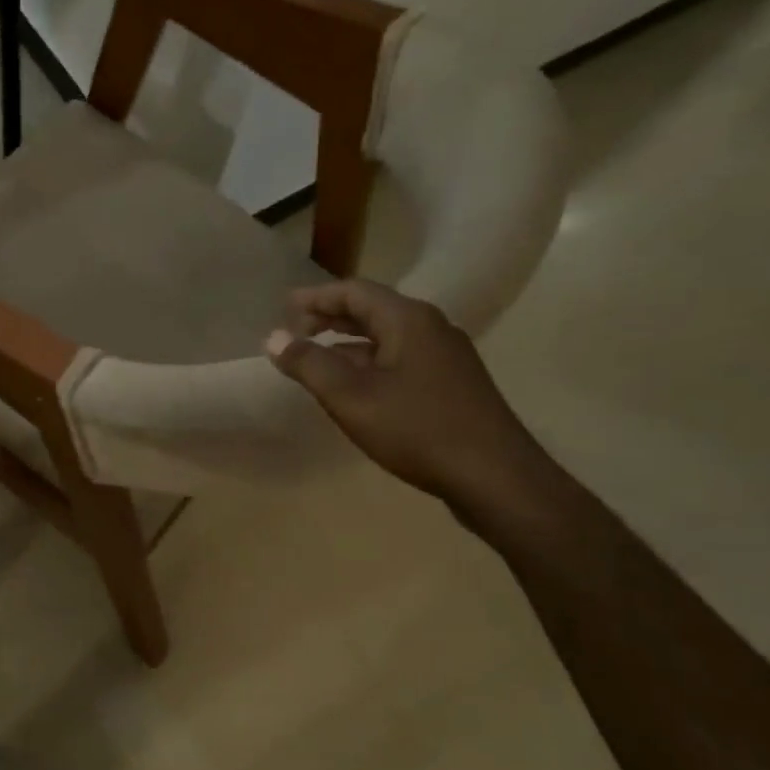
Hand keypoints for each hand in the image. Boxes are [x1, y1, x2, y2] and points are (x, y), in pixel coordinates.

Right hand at [265, 281, 553, 512]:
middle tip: (295, 331)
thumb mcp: (351, 397)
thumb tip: (274, 338)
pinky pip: (401, 360)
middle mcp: (431, 328)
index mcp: (408, 319)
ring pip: (387, 337)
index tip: (282, 309)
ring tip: (316, 359)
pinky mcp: (452, 384)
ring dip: (348, 343)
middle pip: (372, 310)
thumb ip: (309, 364)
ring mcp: (446, 357)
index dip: (314, 298)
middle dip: (330, 317)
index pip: (353, 291)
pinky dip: (369, 363)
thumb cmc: (417, 429)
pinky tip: (355, 388)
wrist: (495, 477)